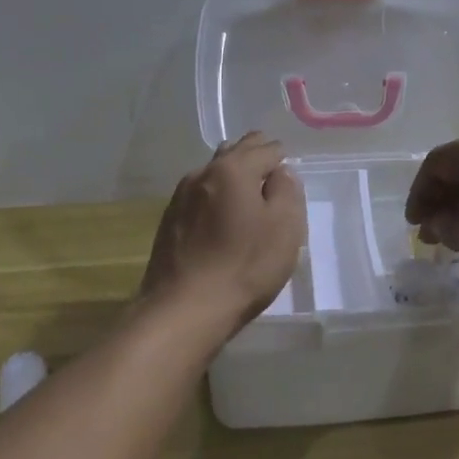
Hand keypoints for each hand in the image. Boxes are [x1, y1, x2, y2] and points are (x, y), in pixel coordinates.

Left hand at [139, 132, 304, 336]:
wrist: (184, 310)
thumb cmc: (245, 266)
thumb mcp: (285, 227)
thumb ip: (287, 190)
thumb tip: (280, 172)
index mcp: (233, 169)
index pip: (266, 148)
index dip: (282, 158)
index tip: (290, 174)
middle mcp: (203, 173)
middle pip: (235, 151)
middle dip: (256, 156)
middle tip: (272, 174)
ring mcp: (181, 197)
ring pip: (214, 172)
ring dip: (233, 175)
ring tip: (248, 194)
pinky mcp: (169, 221)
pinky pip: (200, 194)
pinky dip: (216, 196)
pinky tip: (221, 216)